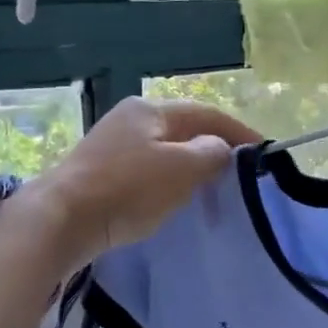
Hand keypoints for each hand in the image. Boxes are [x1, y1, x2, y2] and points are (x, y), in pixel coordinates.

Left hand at [29, 98, 258, 269]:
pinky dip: (168, 179)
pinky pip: (146, 168)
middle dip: (214, 146)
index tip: (265, 151)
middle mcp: (130, 118)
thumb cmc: (128, 189)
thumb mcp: (181, 169)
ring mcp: (111, 144)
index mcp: (151, 109)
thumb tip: (219, 147)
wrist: (62, 219)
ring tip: (212, 187)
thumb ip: (210, 153)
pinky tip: (173, 197)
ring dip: (191, 165)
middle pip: (184, 128)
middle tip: (239, 171)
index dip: (239, 131)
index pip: (207, 113)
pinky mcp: (100, 171)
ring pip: (165, 149)